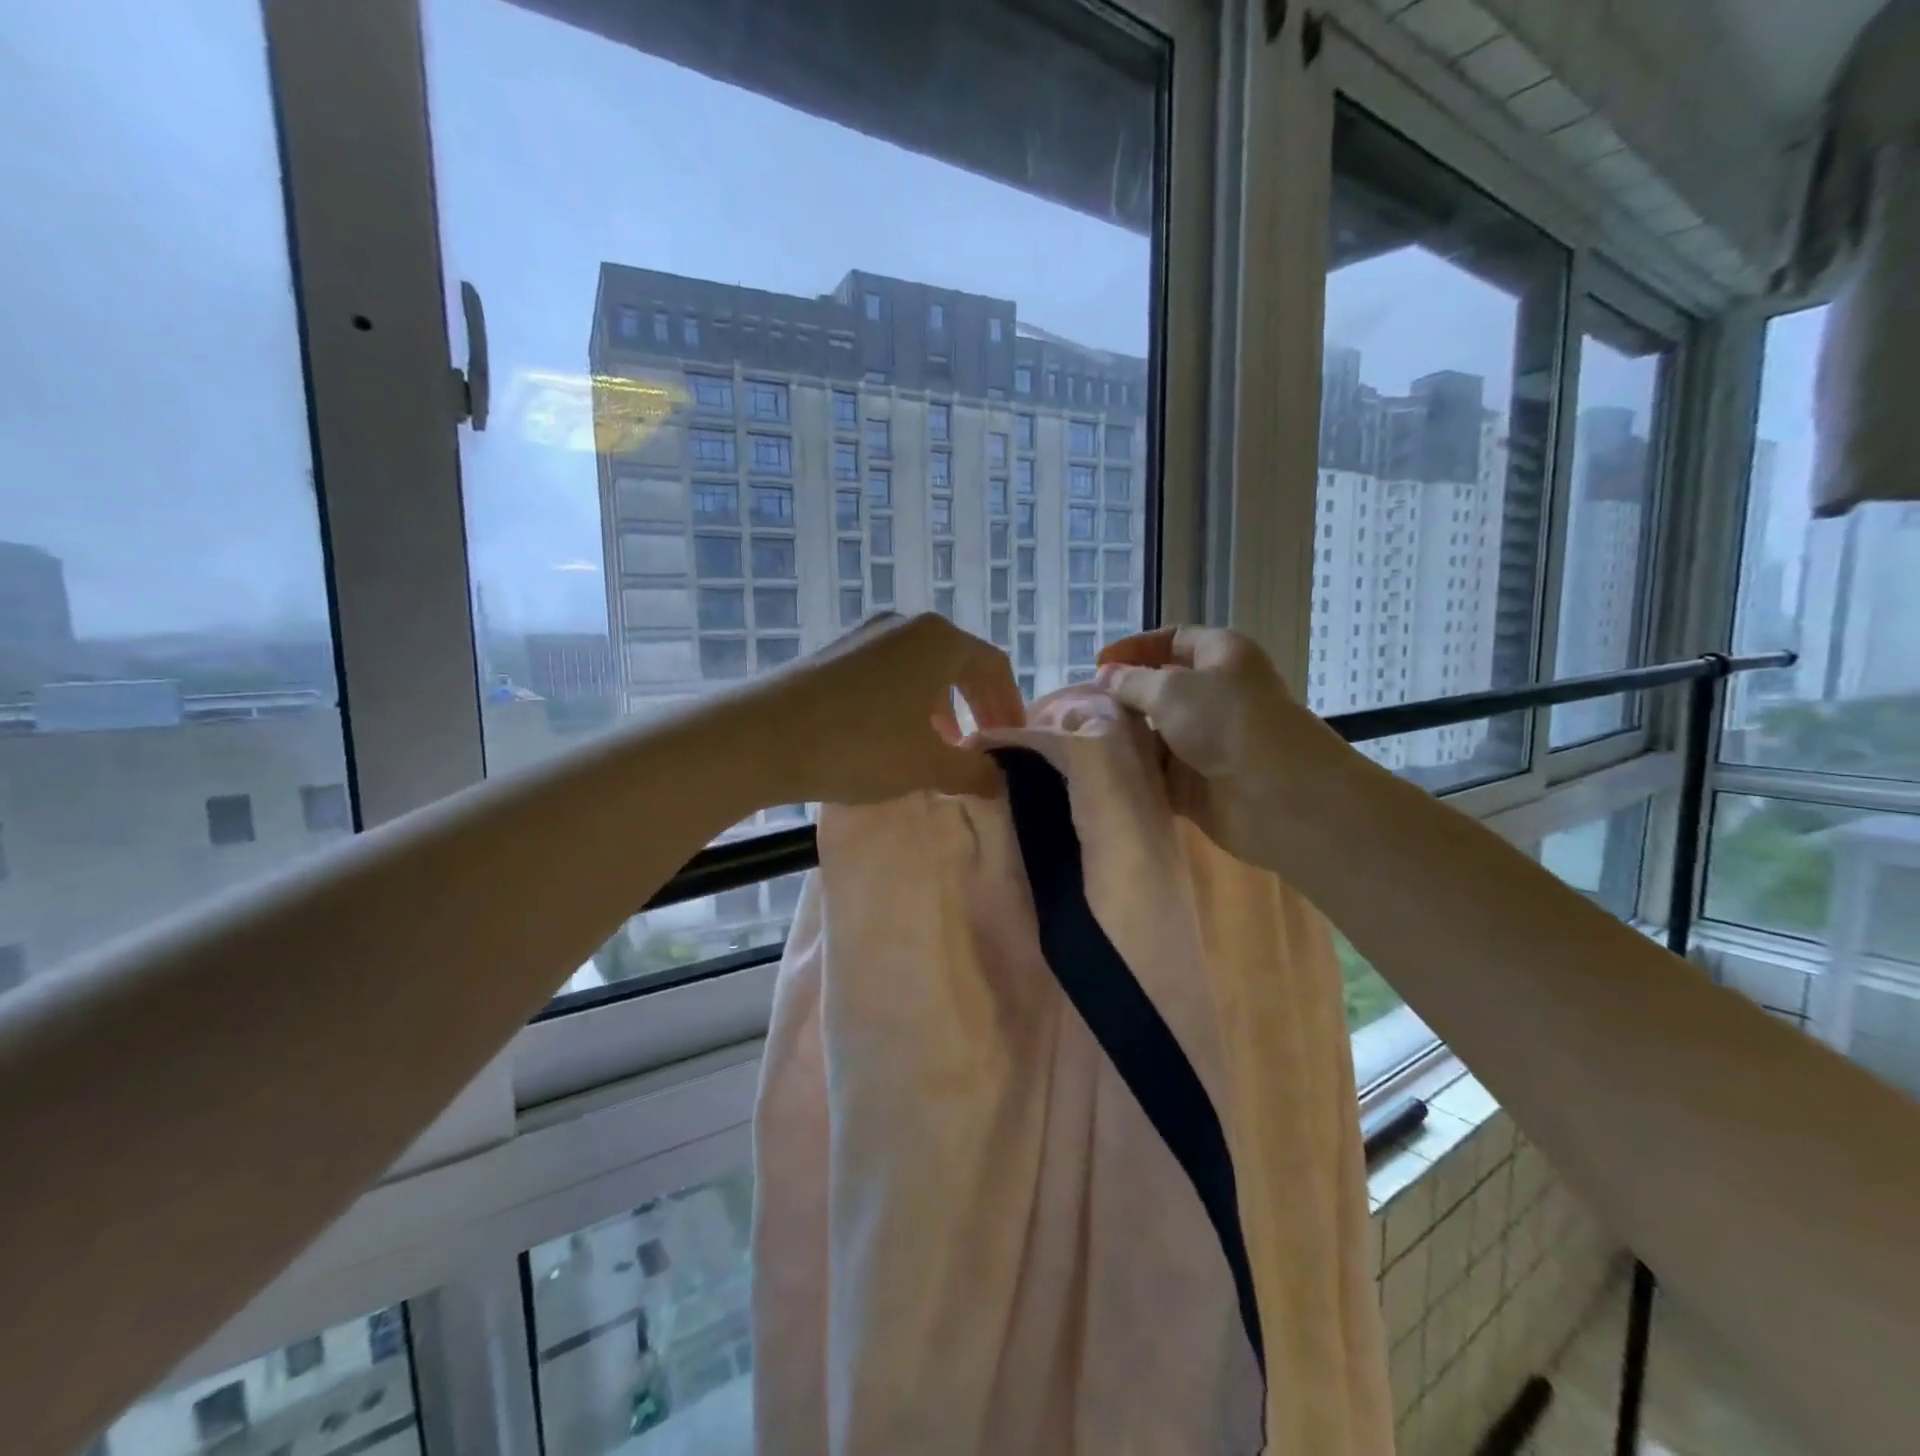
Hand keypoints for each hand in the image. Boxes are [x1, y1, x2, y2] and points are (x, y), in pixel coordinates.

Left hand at [764, 612, 1024, 802]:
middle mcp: (905, 625)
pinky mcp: (833, 652)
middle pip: (957, 663)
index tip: (1011, 743)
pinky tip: (891, 737)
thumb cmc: (859, 745)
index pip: (993, 666)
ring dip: (940, 707)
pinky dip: (905, 702)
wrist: (761, 736)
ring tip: (938, 747)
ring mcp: (865, 634)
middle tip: (981, 746)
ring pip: (920, 669)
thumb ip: (973, 772)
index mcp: (939, 640)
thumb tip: (999, 779)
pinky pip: (887, 673)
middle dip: (975, 706)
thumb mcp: (926, 765)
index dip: (1009, 706)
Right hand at [1097, 626, 1352, 868]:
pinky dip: (1134, 771)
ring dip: (1124, 737)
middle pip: (1159, 689)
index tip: (1097, 666)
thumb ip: (1131, 683)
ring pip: (1155, 733)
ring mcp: (1206, 741)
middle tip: (1079, 707)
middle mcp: (1215, 694)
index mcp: (1220, 656)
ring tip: (1080, 740)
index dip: (1135, 648)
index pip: (1173, 639)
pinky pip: (1157, 772)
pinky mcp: (1197, 783)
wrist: (1276, 795)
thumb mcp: (1171, 690)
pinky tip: (1101, 771)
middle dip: (1122, 697)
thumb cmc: (1225, 722)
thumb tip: (1105, 677)